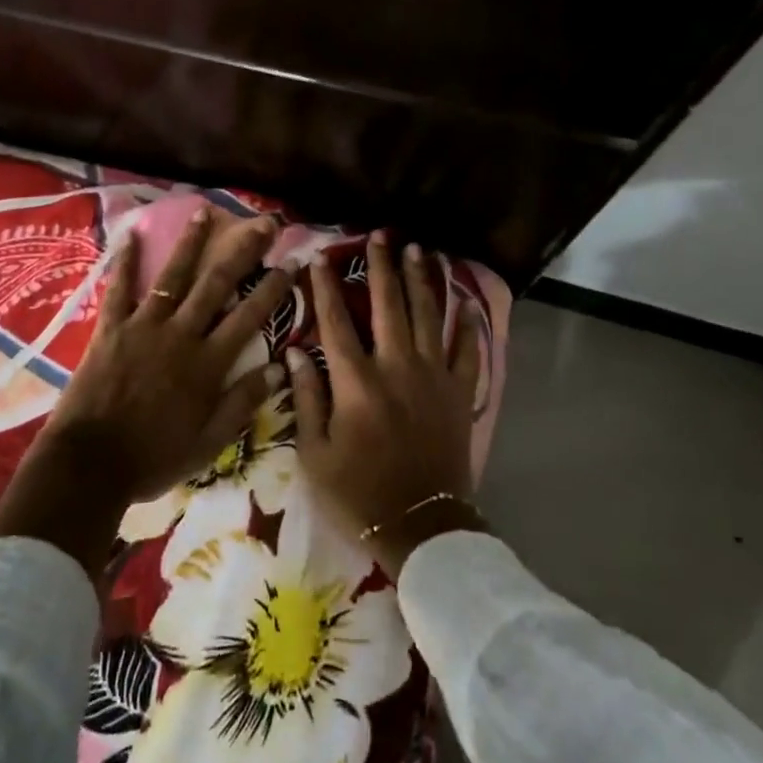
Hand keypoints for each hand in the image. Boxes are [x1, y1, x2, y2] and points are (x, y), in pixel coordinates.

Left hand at [0, 206, 294, 576]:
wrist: (91, 464)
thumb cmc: (154, 458)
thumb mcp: (209, 443)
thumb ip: (242, 403)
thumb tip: (277, 368)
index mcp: (208, 364)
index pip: (250, 317)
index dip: (273, 289)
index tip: (290, 263)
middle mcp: (181, 335)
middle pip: (217, 285)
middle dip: (243, 252)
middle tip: (263, 223)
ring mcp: (144, 327)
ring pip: (173, 277)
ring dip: (191, 244)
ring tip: (204, 213)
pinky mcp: (111, 329)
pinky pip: (119, 289)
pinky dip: (125, 261)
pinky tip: (131, 234)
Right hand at [288, 231, 487, 578]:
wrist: (420, 526)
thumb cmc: (358, 493)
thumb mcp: (315, 454)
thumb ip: (307, 399)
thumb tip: (295, 352)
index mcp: (356, 383)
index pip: (336, 322)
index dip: (325, 288)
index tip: (318, 258)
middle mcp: (397, 367)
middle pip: (389, 306)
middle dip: (381, 267)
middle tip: (379, 236)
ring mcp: (434, 377)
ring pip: (429, 316)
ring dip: (422, 280)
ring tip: (417, 250)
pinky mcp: (460, 392)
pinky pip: (467, 350)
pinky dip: (467, 324)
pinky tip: (465, 301)